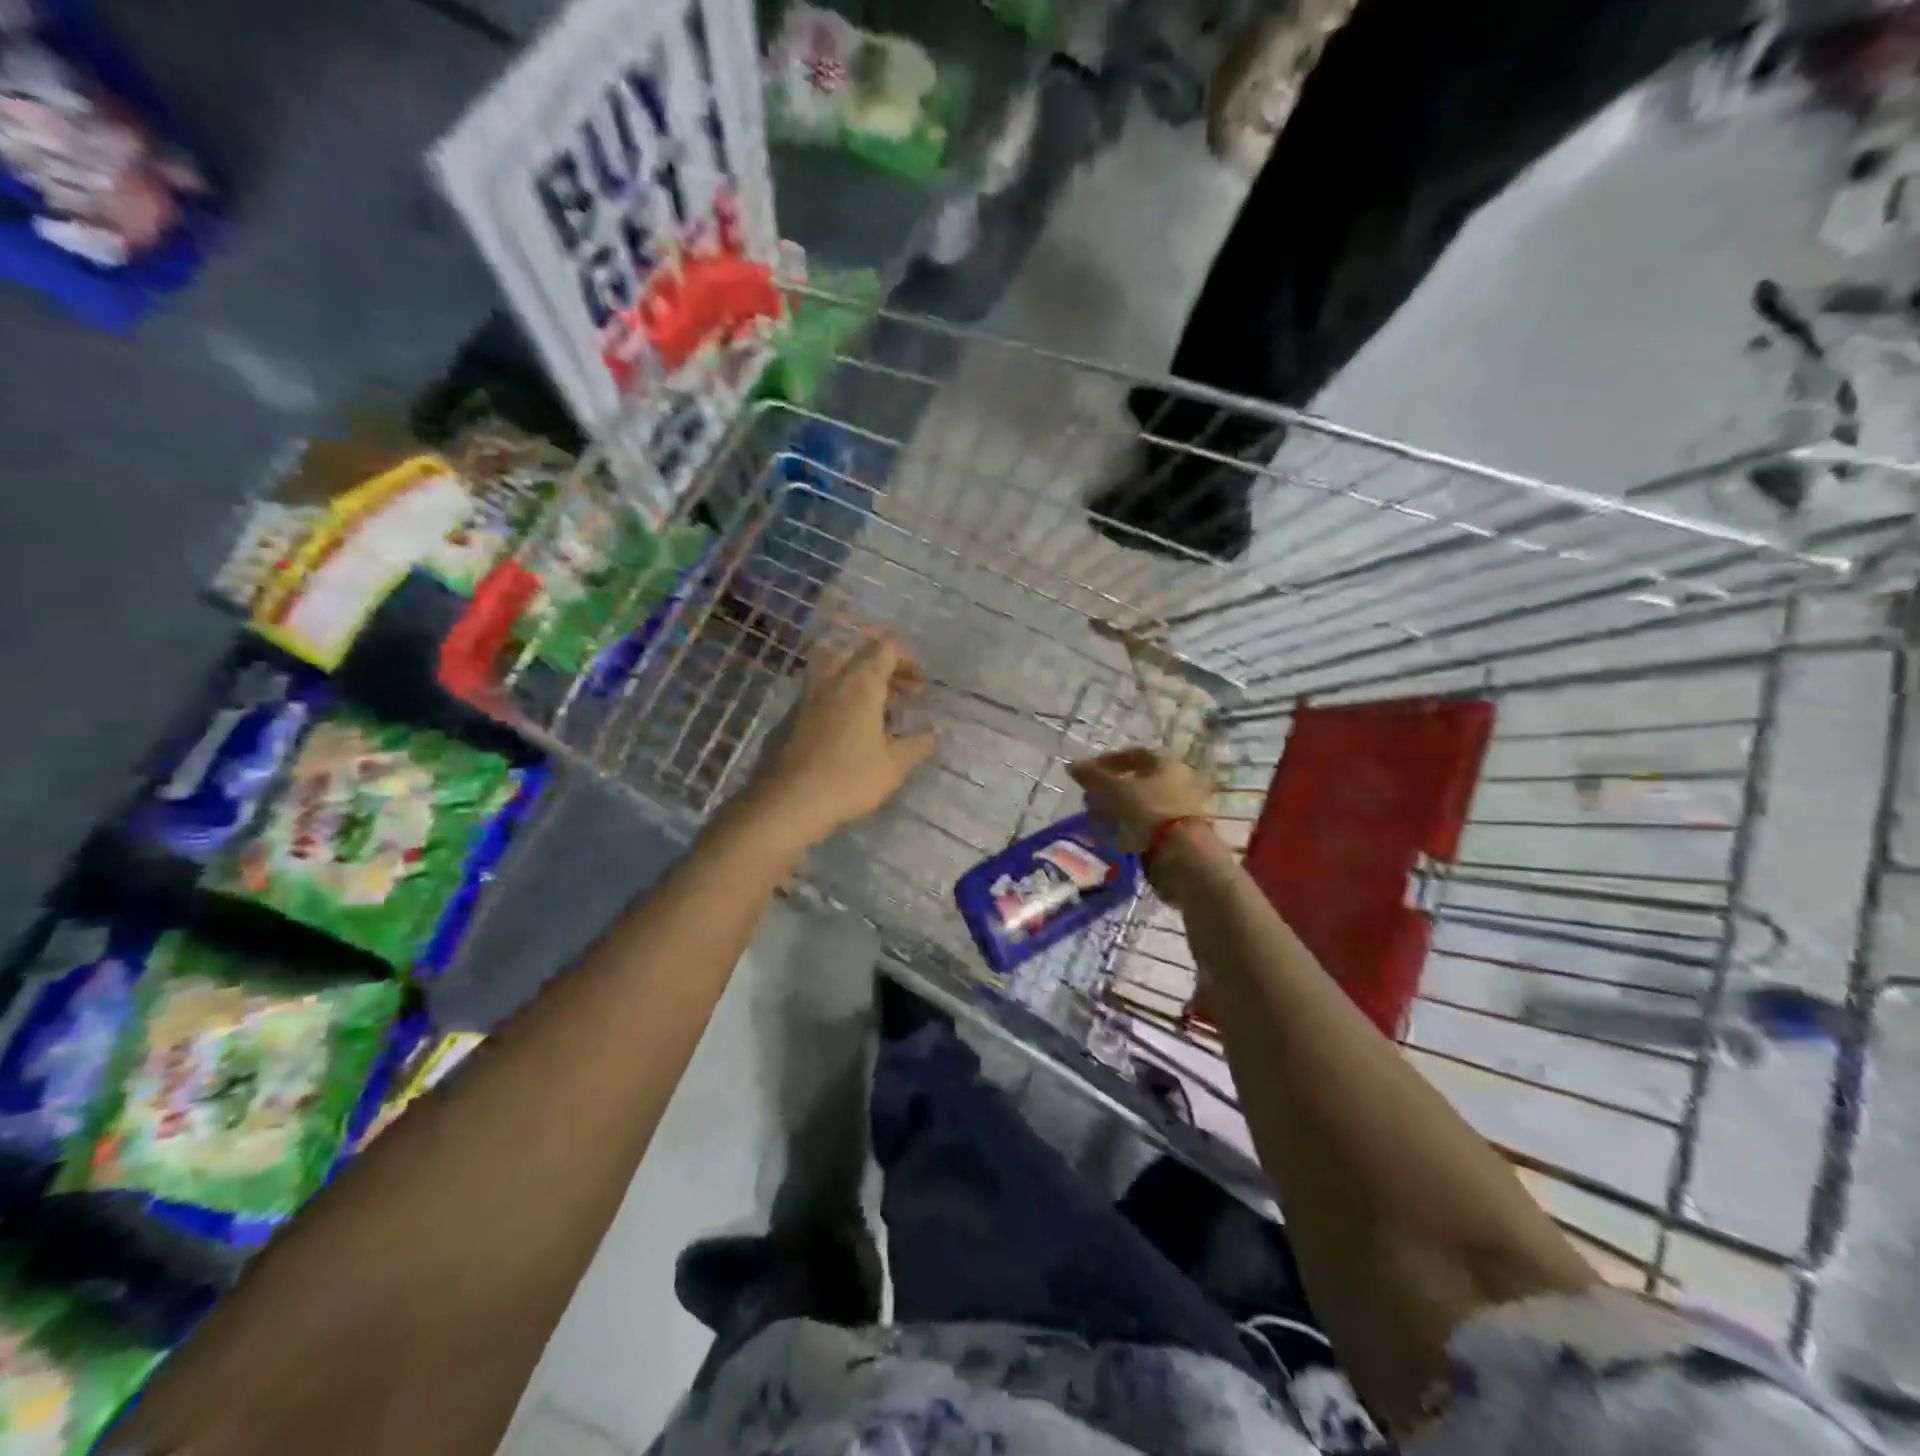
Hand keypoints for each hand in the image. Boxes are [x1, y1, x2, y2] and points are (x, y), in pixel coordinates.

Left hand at [750, 630, 936, 845]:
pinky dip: (844, 691)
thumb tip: (932, 734)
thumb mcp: (894, 766)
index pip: (887, 646)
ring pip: (839, 665)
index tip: (919, 686)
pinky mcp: (797, 712)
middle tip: (905, 692)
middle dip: (887, 664)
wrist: (791, 800)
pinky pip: (826, 685)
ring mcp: (812, 694)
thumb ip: (917, 745)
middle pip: (862, 650)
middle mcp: (835, 679)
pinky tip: (855, 720)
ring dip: (863, 675)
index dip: (908, 659)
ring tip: (880, 703)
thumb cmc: (849, 779)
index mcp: (863, 683)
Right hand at [1068, 747, 1213, 850]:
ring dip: (1114, 809)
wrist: (1180, 855)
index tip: (1085, 773)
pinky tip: (1110, 835)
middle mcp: (1177, 781)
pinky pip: (1145, 824)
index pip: (1132, 754)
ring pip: (1139, 804)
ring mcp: (1178, 809)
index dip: (1105, 761)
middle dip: (1108, 788)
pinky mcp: (1175, 833)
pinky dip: (1126, 826)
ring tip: (1095, 819)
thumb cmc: (1148, 811)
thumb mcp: (1115, 790)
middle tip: (1088, 798)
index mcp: (1166, 764)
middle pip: (1136, 780)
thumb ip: (1093, 776)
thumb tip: (1073, 766)